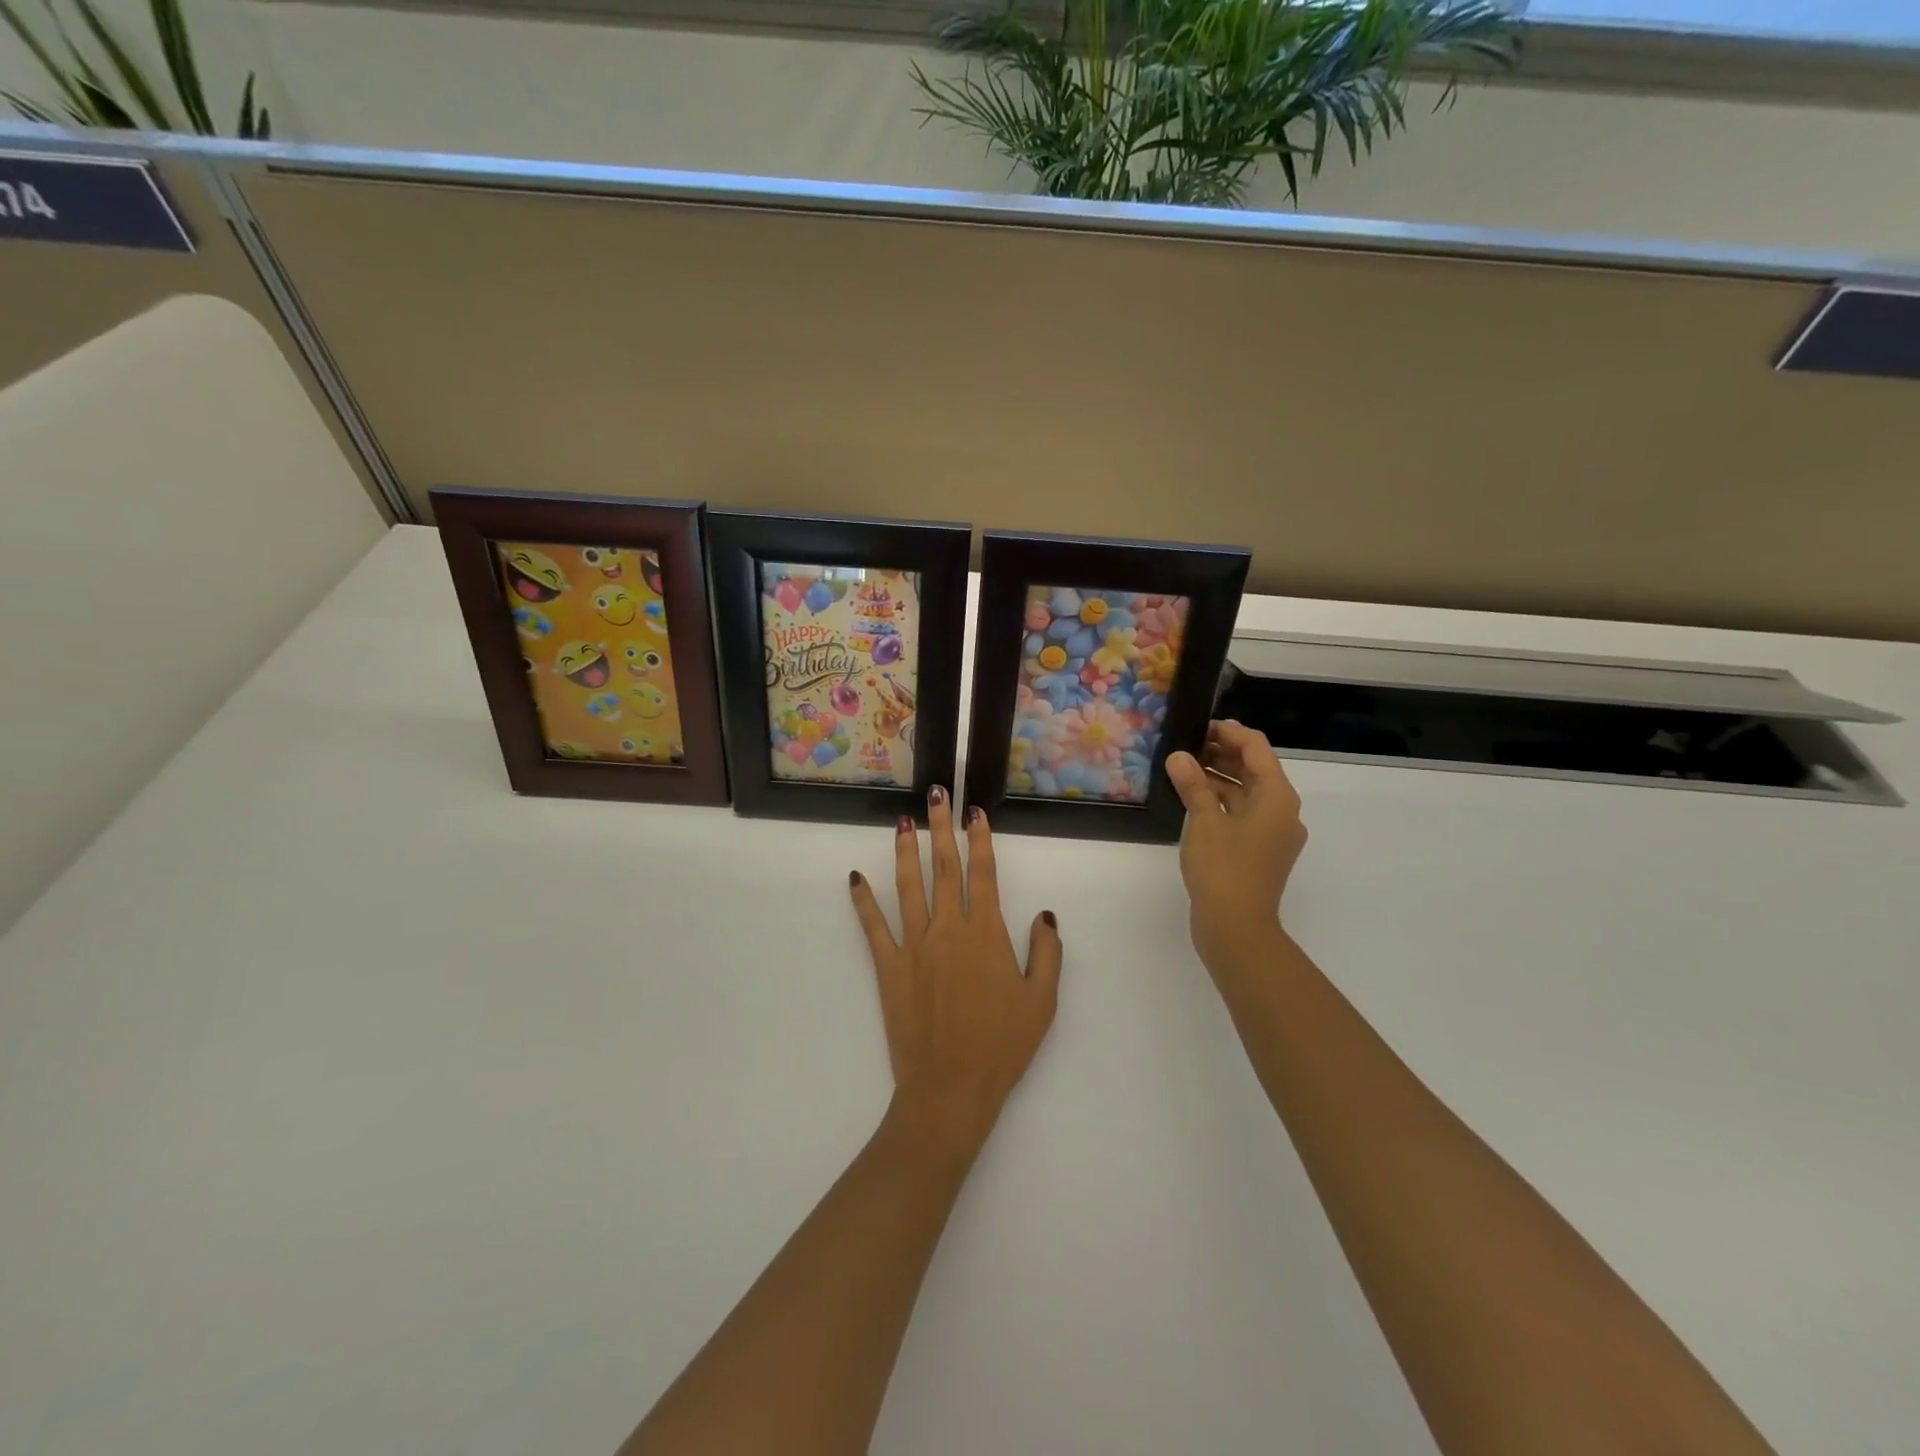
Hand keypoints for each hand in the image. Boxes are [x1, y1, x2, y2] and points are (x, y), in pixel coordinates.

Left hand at [849, 788, 1062, 1148]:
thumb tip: (1044, 915)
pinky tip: (855, 878)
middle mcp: (948, 928)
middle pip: (943, 867)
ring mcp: (914, 945)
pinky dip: (863, 900)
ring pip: (908, 886)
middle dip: (940, 828)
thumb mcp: (1041, 1002)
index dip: (979, 840)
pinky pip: (873, 926)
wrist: (951, 1088)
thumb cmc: (1001, 1046)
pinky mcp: (888, 966)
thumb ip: (1046, 953)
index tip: (974, 813)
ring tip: (902, 821)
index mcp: (985, 933)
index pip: (983, 874)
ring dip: (905, 850)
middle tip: (935, 795)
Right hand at [1165, 720, 1306, 979]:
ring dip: (1219, 777)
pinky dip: (1221, 801)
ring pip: (1247, 792)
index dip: (1229, 732)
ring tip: (1183, 768)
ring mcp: (1273, 833)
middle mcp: (1282, 811)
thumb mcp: (1204, 821)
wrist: (1237, 927)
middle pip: (1255, 769)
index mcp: (1278, 797)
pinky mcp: (1260, 850)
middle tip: (1185, 745)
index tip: (1199, 725)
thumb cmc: (1224, 868)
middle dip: (1222, 754)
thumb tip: (1179, 756)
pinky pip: (1242, 813)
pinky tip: (1192, 798)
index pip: (1256, 748)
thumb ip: (1193, 784)